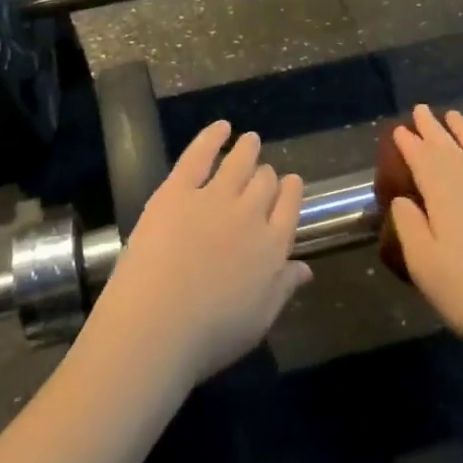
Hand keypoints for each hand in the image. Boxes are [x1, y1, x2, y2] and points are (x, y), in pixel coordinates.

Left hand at [87, 122, 310, 390]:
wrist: (156, 325)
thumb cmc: (210, 336)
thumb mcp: (259, 320)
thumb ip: (283, 288)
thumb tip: (305, 268)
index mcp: (274, 246)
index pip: (290, 206)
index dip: (291, 191)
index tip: (289, 183)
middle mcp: (250, 213)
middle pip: (265, 181)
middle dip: (266, 175)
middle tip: (261, 172)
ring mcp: (214, 197)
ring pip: (239, 161)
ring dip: (248, 148)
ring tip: (249, 139)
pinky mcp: (177, 190)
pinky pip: (200, 153)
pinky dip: (212, 136)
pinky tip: (221, 127)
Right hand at [386, 105, 462, 359]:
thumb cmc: (462, 291)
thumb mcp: (421, 262)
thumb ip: (409, 224)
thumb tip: (403, 198)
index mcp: (444, 197)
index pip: (423, 160)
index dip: (410, 143)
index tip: (399, 129)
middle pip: (450, 150)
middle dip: (433, 128)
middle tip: (421, 110)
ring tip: (454, 116)